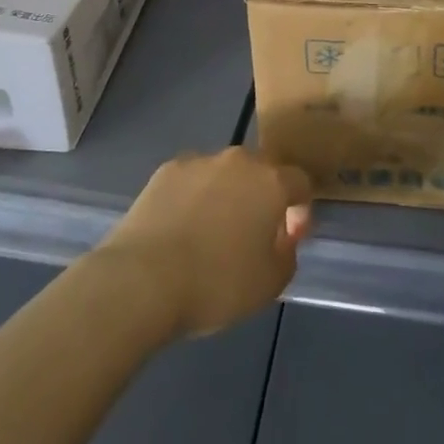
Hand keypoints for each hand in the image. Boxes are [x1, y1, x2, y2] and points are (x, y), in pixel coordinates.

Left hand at [99, 148, 313, 338]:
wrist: (144, 279)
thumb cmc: (216, 283)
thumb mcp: (270, 283)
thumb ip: (287, 252)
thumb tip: (282, 235)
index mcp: (270, 182)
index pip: (299, 182)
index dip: (299, 209)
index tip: (288, 237)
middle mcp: (238, 160)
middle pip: (260, 172)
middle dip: (261, 198)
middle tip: (250, 235)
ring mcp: (199, 161)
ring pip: (224, 174)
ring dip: (226, 195)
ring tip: (209, 234)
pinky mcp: (166, 170)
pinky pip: (192, 180)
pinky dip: (193, 197)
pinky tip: (180, 229)